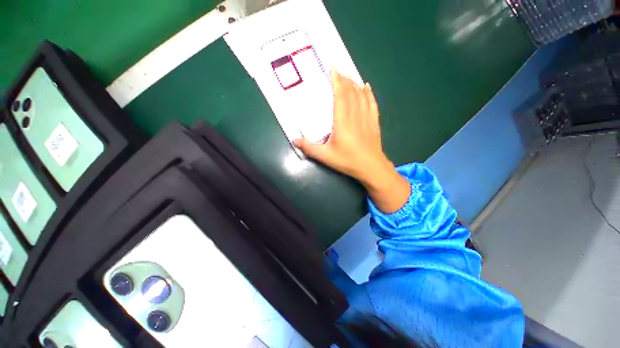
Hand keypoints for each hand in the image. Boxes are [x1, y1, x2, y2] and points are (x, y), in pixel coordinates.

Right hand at [293, 70, 409, 212]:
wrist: (371, 167)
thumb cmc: (347, 161)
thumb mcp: (325, 156)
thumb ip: (309, 148)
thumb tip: (294, 140)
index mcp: (342, 121)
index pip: (340, 95)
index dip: (336, 80)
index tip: (332, 68)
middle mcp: (355, 115)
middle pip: (350, 92)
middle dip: (344, 79)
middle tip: (338, 70)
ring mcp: (366, 118)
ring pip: (361, 95)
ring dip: (354, 84)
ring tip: (349, 76)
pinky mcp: (374, 122)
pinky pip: (372, 103)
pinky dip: (369, 93)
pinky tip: (366, 87)